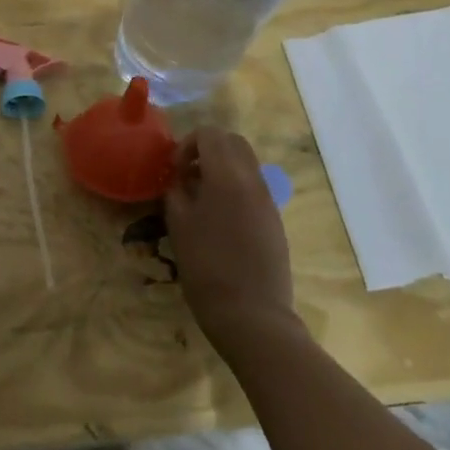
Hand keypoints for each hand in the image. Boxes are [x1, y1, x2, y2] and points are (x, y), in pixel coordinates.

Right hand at [163, 127, 297, 348]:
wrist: (252, 315)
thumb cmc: (206, 268)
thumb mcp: (179, 225)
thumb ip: (176, 191)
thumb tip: (179, 177)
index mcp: (227, 176)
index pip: (210, 134)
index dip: (187, 144)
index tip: (174, 170)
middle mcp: (252, 180)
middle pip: (233, 142)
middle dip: (207, 149)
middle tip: (187, 175)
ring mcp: (268, 199)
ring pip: (247, 162)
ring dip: (222, 167)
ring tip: (200, 197)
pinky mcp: (275, 219)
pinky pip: (254, 186)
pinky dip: (235, 186)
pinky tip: (219, 218)